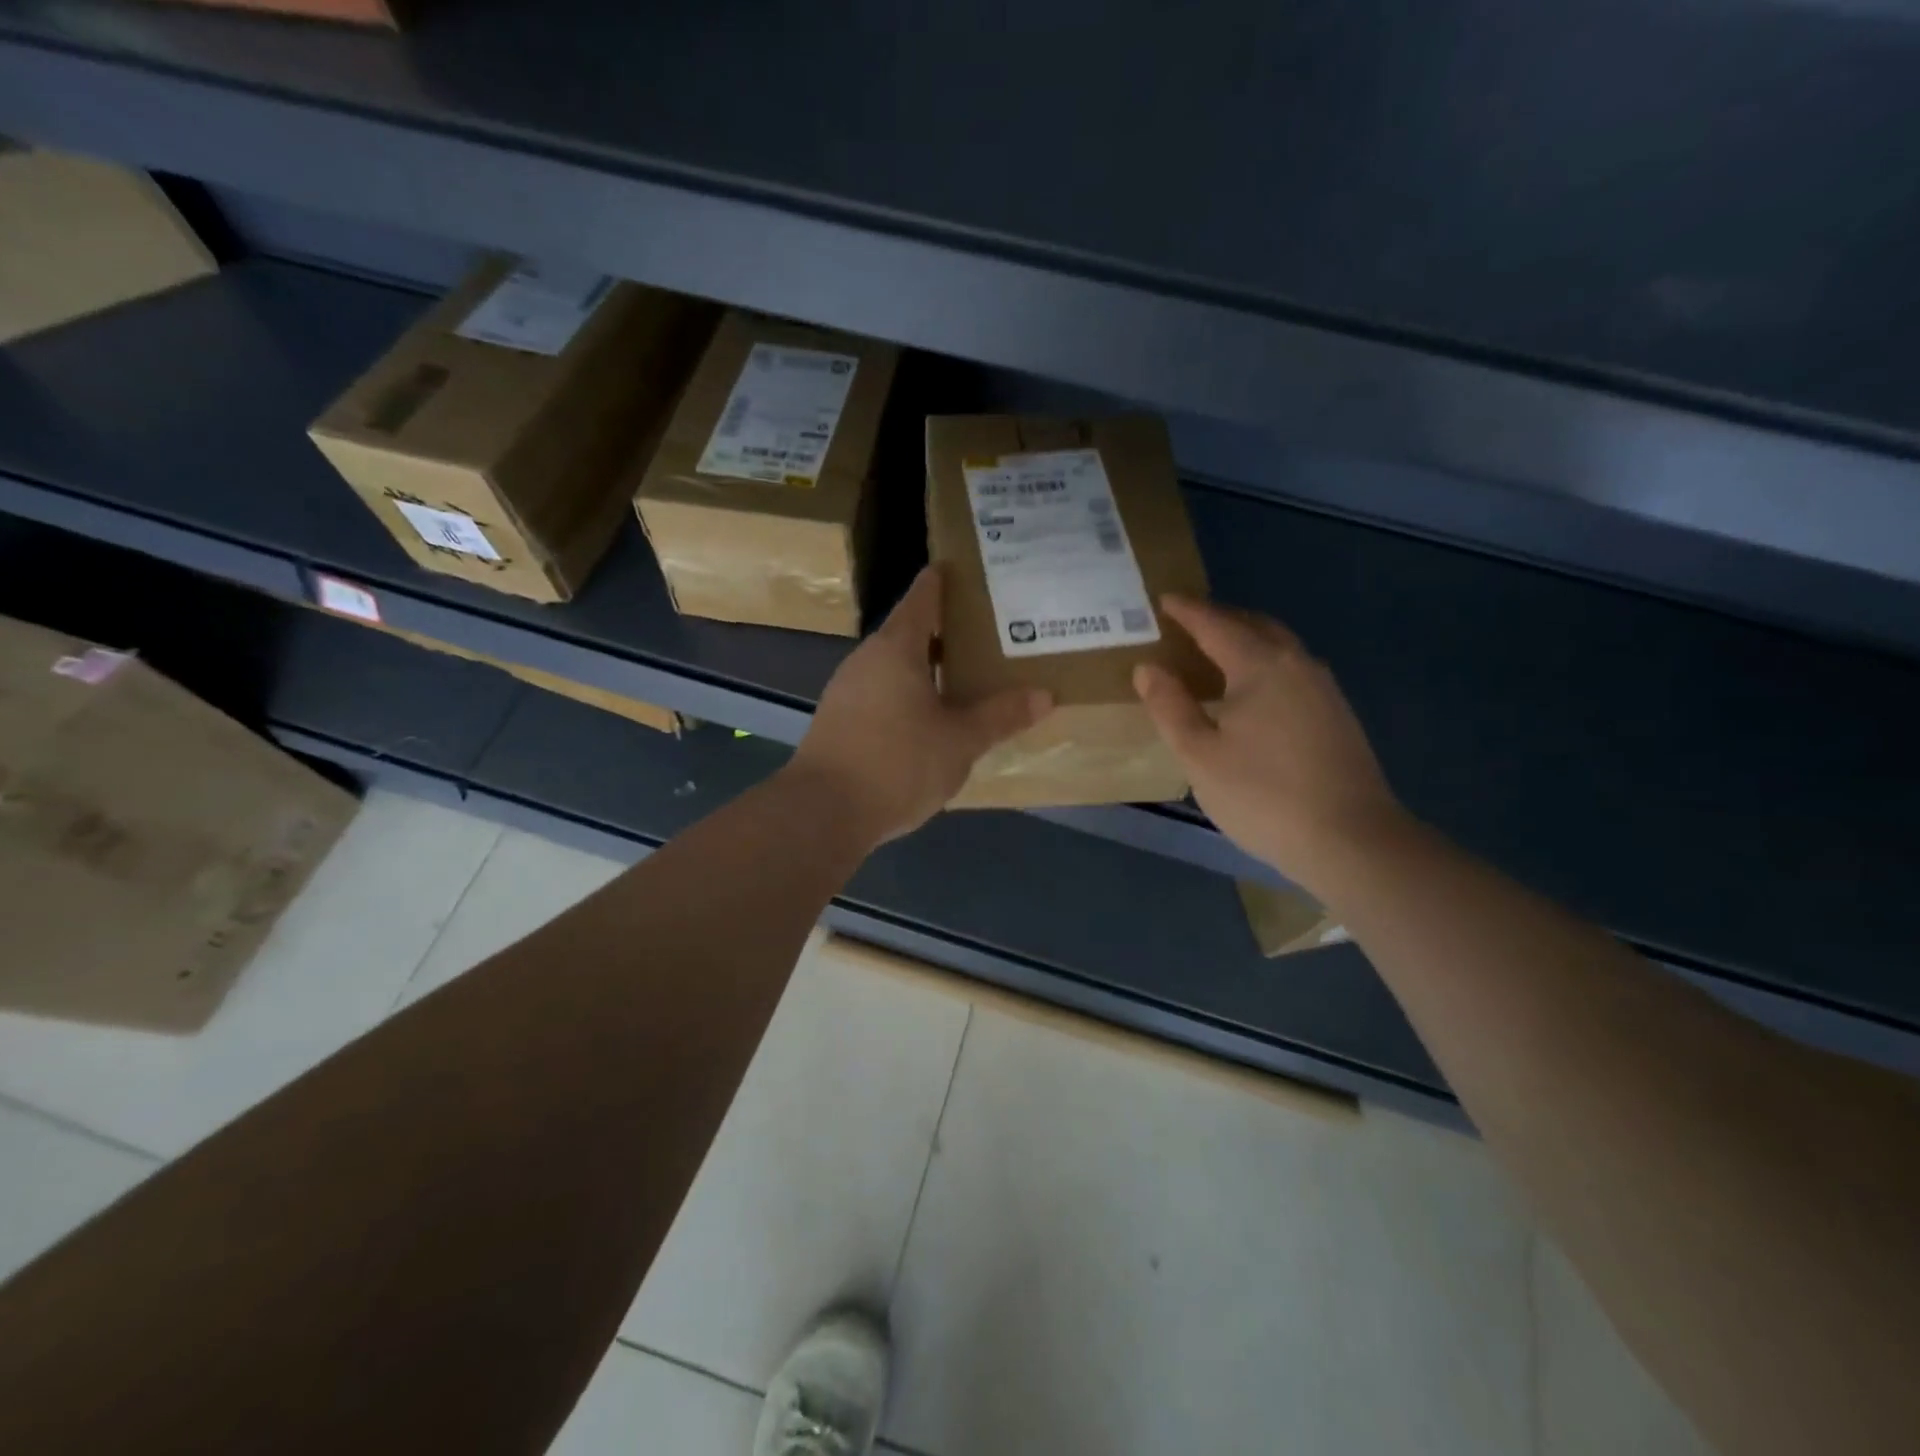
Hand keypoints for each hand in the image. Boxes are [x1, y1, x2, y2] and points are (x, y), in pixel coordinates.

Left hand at [792, 566, 1051, 843]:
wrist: (823, 812)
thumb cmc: (897, 763)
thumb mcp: (960, 741)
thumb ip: (1001, 716)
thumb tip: (1045, 695)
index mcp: (896, 648)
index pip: (922, 597)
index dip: (944, 581)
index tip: (968, 571)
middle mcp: (866, 659)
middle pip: (908, 631)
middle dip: (946, 631)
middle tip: (987, 633)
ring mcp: (846, 690)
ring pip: (894, 666)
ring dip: (926, 667)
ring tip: (965, 676)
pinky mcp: (838, 721)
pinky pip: (880, 693)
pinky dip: (907, 694)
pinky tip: (929, 719)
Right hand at [1133, 596, 1405, 894]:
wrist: (1350, 839)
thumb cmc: (1263, 795)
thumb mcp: (1200, 755)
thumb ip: (1170, 707)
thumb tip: (1148, 668)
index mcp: (1260, 666)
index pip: (1215, 624)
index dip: (1186, 611)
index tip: (1162, 600)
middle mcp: (1296, 664)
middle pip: (1254, 625)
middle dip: (1219, 618)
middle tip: (1186, 622)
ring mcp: (1323, 688)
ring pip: (1278, 646)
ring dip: (1245, 639)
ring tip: (1214, 652)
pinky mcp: (1336, 713)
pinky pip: (1292, 669)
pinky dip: (1264, 662)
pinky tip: (1251, 691)